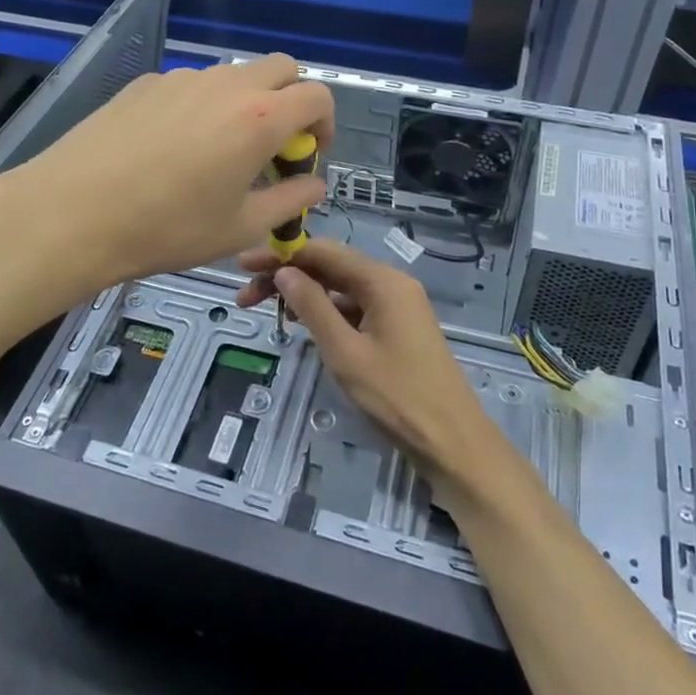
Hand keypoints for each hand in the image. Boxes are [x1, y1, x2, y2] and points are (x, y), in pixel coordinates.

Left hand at [0, 54, 333, 298]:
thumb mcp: (241, 228)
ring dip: (244, 104)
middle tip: (271, 148)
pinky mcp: (144, 84)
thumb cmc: (167, 228)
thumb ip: (290, 201)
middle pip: (280, 69)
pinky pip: (190, 86)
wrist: (73, 213)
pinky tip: (170, 150)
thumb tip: (314, 184)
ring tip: (216, 154)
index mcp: (259, 117)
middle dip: (290, 101)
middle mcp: (224, 85)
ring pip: (232, 76)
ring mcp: (180, 78)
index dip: (325, 123)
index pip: (317, 95)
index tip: (309, 155)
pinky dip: (201, 107)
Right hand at [235, 239, 506, 492]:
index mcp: (382, 281)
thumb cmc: (397, 397)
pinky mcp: (397, 328)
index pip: (323, 251)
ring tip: (265, 309)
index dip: (280, 254)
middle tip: (245, 295)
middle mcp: (391, 283)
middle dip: (286, 275)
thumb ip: (312, 307)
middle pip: (330, 267)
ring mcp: (397, 306)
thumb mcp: (345, 352)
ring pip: (340, 288)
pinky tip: (301, 324)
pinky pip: (354, 307)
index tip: (243, 265)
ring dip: (303, 294)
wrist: (453, 443)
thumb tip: (283, 272)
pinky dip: (325, 311)